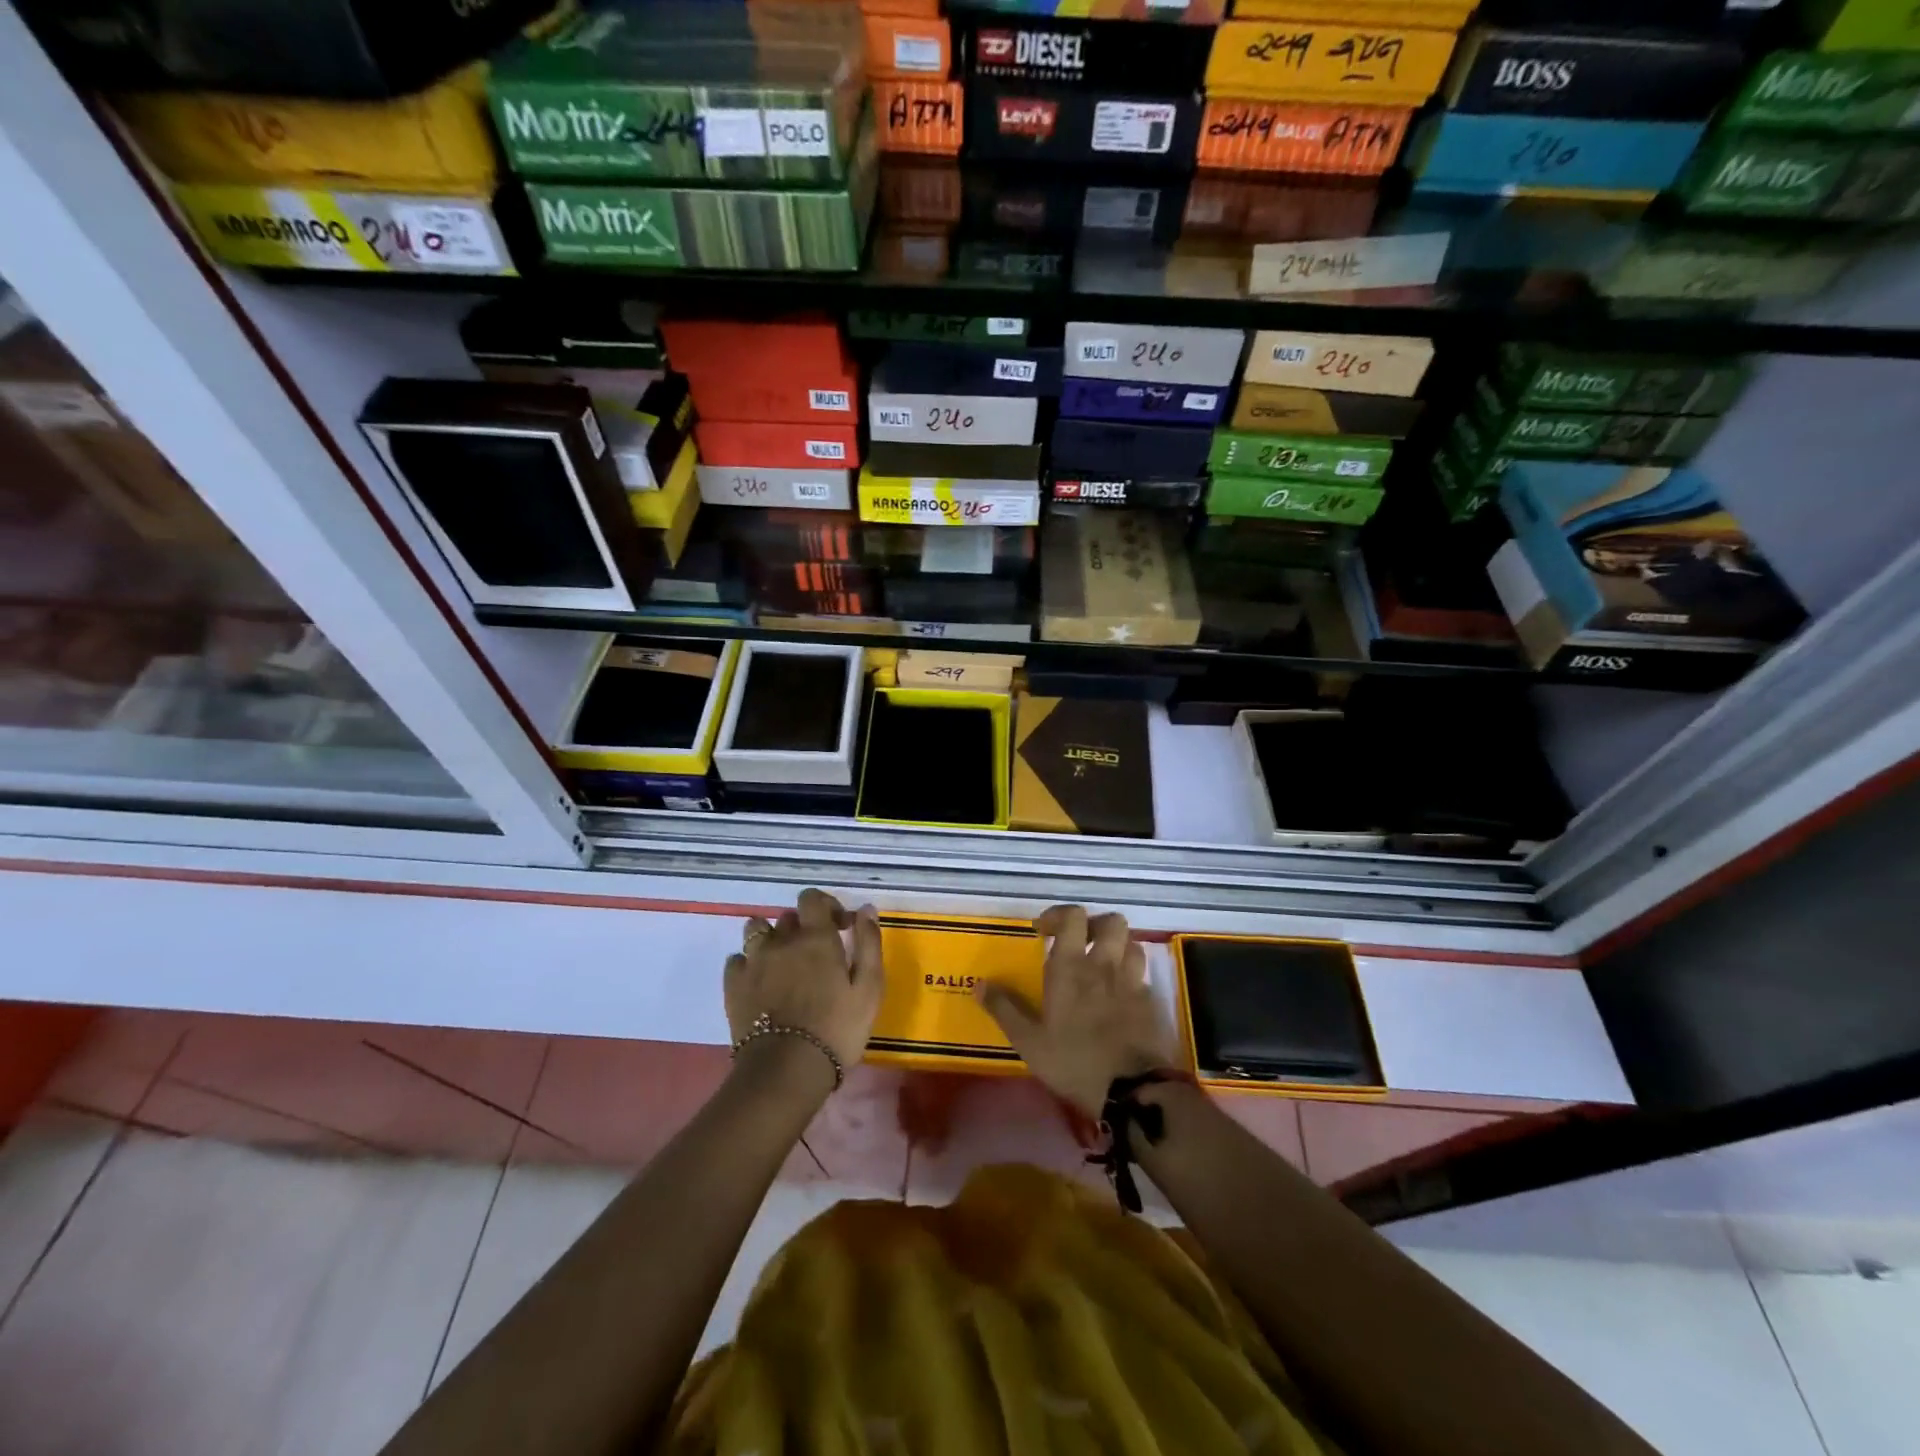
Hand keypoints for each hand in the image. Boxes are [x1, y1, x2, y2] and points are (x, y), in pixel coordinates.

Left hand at [724, 889, 883, 1074]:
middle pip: (787, 918)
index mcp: (815, 937)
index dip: (826, 906)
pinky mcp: (733, 985)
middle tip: (816, 956)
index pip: (812, 898)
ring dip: (771, 940)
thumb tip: (866, 909)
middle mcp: (781, 940)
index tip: (841, 928)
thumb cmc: (837, 1028)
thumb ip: (869, 943)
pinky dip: (749, 964)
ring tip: (783, 964)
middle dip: (802, 928)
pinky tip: (760, 982)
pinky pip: (737, 959)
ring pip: (756, 931)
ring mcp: (753, 961)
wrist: (787, 1070)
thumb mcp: (870, 987)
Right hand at [976, 905, 1175, 1118]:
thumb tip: (979, 983)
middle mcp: (1104, 964)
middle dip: (1095, 925)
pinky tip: (1119, 997)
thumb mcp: (1028, 1040)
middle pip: (1112, 921)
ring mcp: (1132, 982)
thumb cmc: (1073, 1061)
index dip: (1059, 915)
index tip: (1044, 931)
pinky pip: (1141, 976)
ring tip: (1102, 965)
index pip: (1073, 917)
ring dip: (1117, 947)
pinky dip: (1130, 977)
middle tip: (1079, 943)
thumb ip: (1004, 1008)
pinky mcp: (1150, 1003)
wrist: (1131, 1090)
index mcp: (1071, 966)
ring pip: (1131, 944)